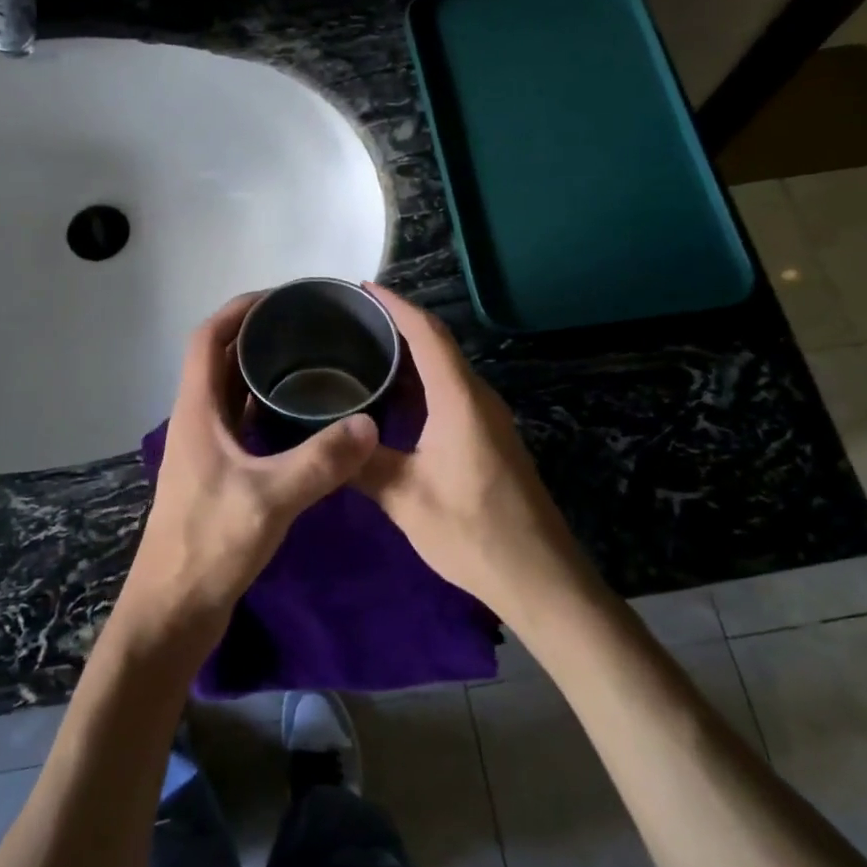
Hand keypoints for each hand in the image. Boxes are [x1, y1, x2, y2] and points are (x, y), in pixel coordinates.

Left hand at [110, 293, 379, 659]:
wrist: (174, 610)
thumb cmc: (209, 546)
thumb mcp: (269, 499)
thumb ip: (320, 461)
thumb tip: (369, 424)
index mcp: (196, 411)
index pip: (206, 339)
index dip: (237, 311)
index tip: (279, 298)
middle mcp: (196, 420)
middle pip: (219, 360)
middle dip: (256, 336)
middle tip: (307, 327)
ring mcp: (206, 449)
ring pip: (232, 393)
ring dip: (261, 372)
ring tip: (311, 361)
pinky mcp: (218, 474)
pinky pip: (243, 424)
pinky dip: (267, 409)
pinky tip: (303, 417)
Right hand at [354, 284, 588, 621]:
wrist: (540, 577)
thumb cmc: (473, 532)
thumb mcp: (406, 499)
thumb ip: (362, 463)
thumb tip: (326, 438)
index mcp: (459, 399)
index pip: (427, 333)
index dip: (395, 305)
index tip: (361, 289)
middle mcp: (477, 397)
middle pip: (437, 344)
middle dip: (397, 325)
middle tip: (350, 323)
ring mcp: (487, 418)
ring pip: (444, 370)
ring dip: (408, 356)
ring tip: (363, 354)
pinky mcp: (489, 438)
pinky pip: (450, 393)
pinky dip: (420, 384)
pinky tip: (392, 402)